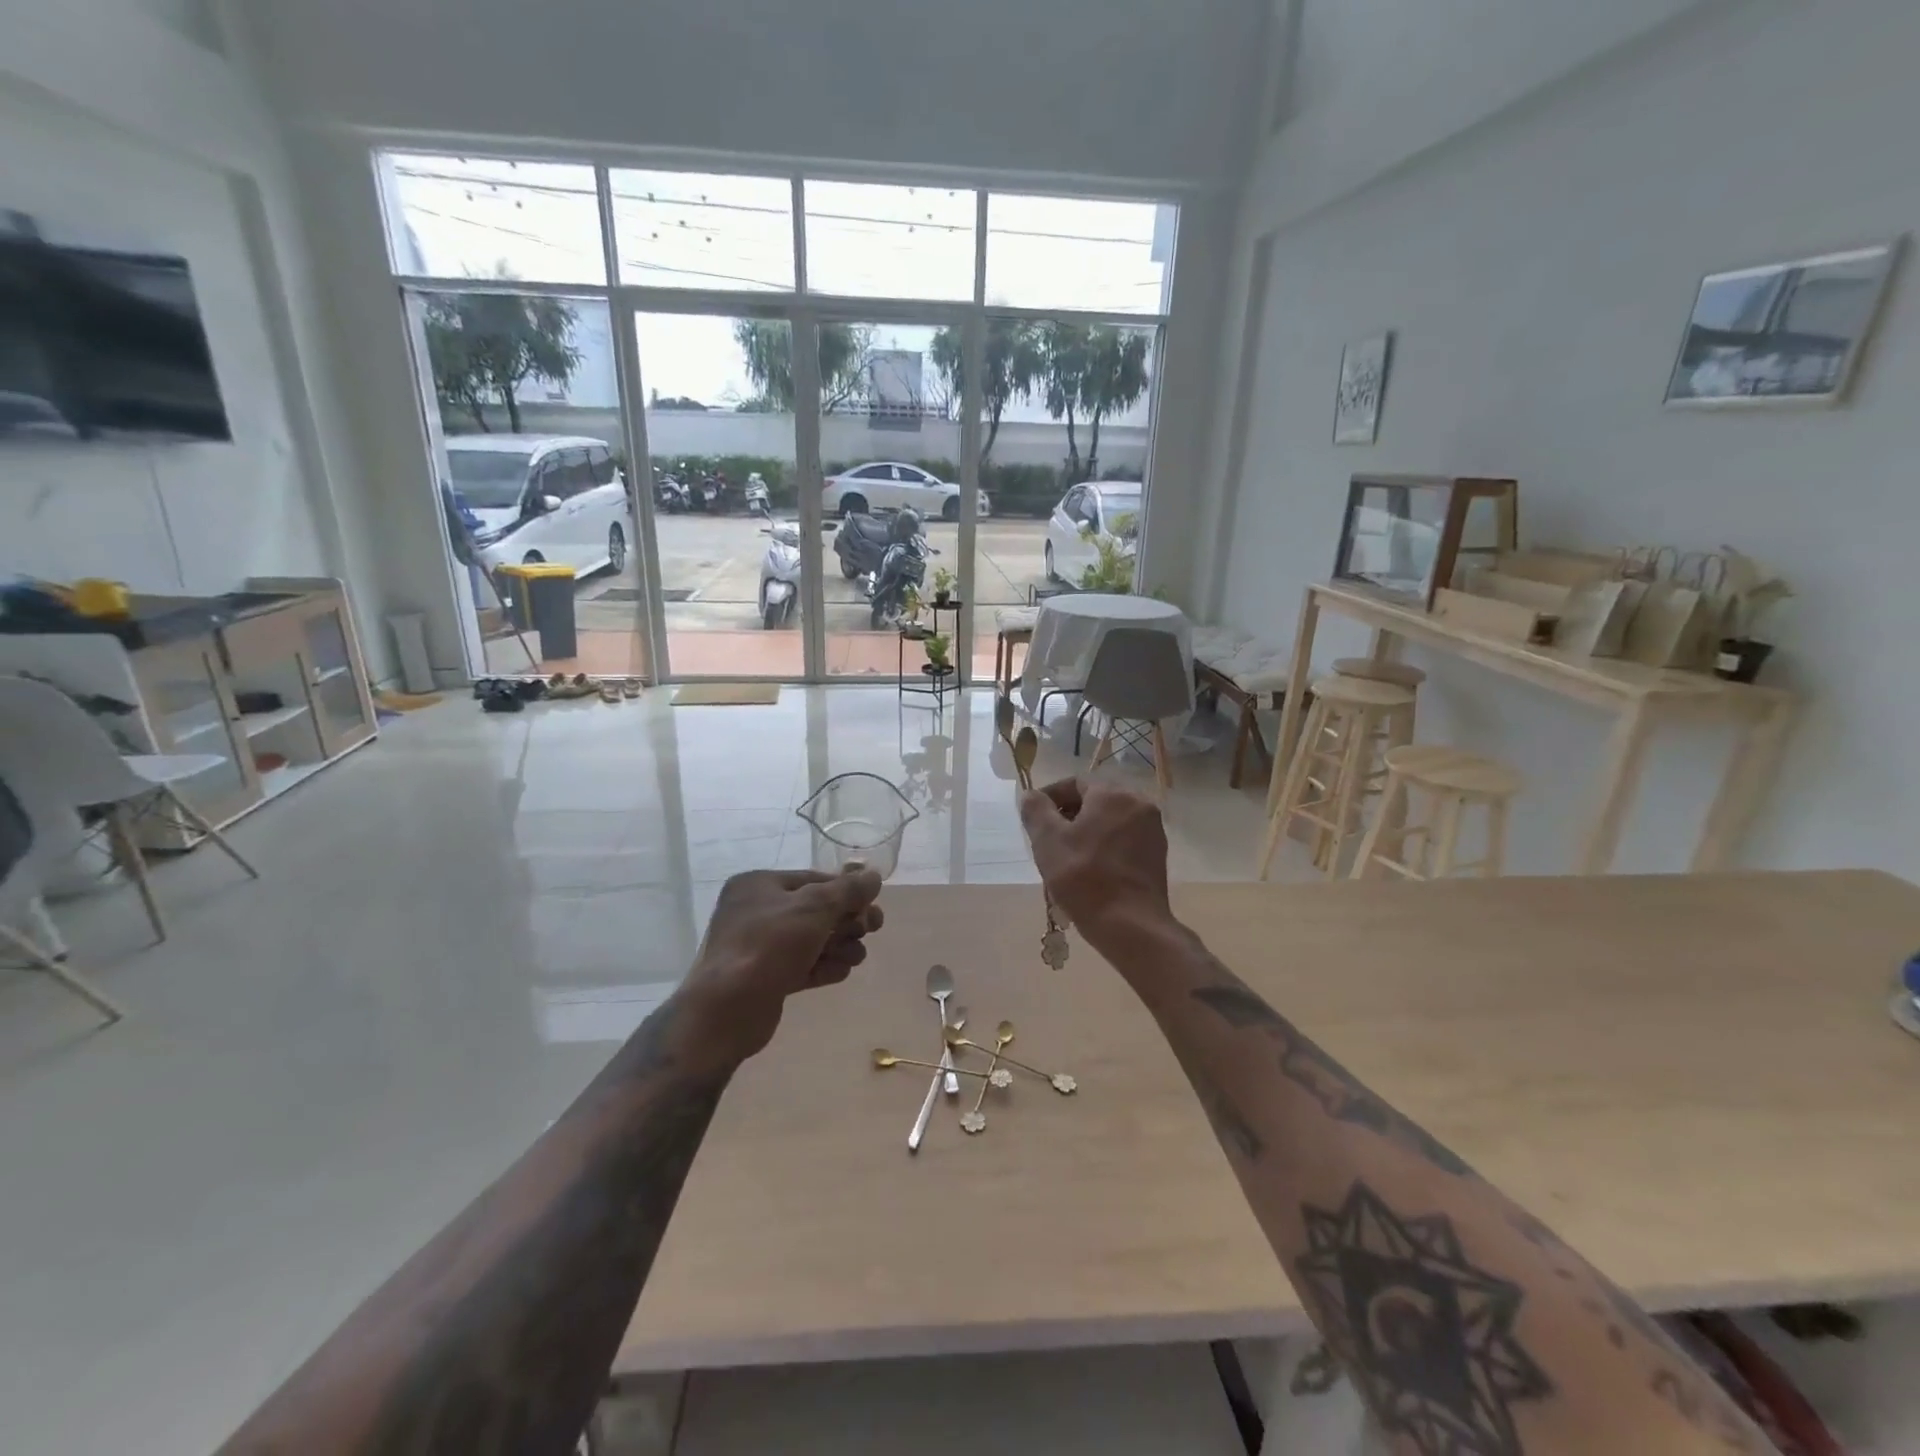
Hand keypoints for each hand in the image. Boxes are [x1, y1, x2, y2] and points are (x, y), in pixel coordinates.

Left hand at [679, 868, 883, 1065]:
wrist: (728, 1010)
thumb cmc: (770, 946)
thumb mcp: (815, 908)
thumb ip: (848, 890)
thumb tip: (873, 876)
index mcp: (759, 885)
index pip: (813, 880)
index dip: (847, 890)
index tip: (873, 905)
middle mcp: (756, 911)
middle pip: (815, 910)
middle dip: (846, 920)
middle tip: (872, 930)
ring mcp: (759, 946)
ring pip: (811, 939)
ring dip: (839, 945)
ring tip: (856, 957)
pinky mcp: (765, 978)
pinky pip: (802, 964)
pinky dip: (823, 966)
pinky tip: (842, 972)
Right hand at [1019, 779, 1171, 940]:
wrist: (1131, 926)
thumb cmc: (1084, 878)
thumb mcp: (1048, 841)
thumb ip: (1036, 810)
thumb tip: (1032, 796)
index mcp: (1113, 794)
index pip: (1075, 782)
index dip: (1050, 796)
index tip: (1034, 818)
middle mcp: (1139, 803)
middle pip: (1095, 799)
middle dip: (1068, 814)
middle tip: (1047, 838)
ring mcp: (1152, 829)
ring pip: (1110, 819)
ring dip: (1086, 830)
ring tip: (1066, 856)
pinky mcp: (1157, 853)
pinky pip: (1124, 838)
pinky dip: (1104, 844)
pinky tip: (1090, 868)